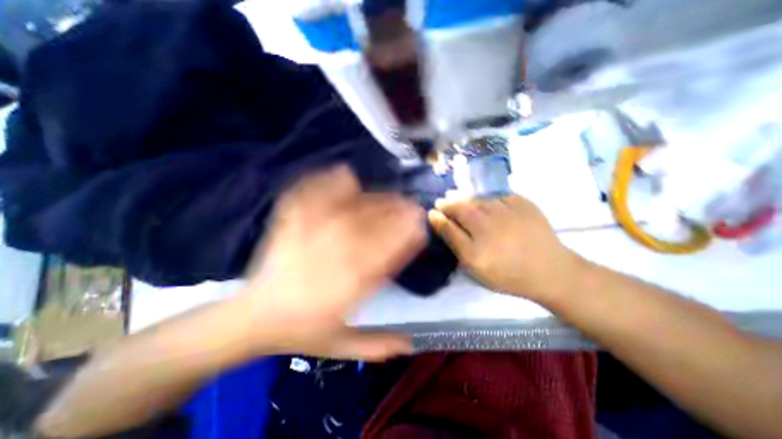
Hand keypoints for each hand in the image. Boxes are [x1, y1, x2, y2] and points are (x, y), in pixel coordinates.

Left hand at [243, 167, 427, 361]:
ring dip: (374, 198)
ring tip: (390, 194)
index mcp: (348, 286)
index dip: (407, 237)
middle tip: (412, 204)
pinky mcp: (291, 227)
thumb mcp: (341, 346)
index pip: (387, 254)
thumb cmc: (300, 332)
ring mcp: (309, 237)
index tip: (420, 227)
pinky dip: (327, 183)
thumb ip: (379, 345)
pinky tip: (344, 174)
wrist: (253, 319)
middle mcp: (332, 257)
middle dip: (397, 213)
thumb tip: (413, 342)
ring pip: (348, 210)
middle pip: (371, 227)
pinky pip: (310, 197)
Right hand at [428, 195, 585, 305]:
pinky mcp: (524, 204)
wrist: (551, 271)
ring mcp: (507, 211)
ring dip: (465, 197)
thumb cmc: (507, 274)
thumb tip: (437, 219)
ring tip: (458, 197)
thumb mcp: (474, 266)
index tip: (432, 211)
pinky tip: (485, 201)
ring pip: (479, 199)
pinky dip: (489, 197)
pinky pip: (499, 196)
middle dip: (449, 202)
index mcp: (476, 242)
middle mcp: (489, 222)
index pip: (449, 223)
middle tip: (443, 200)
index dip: (438, 215)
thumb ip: (454, 241)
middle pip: (462, 207)